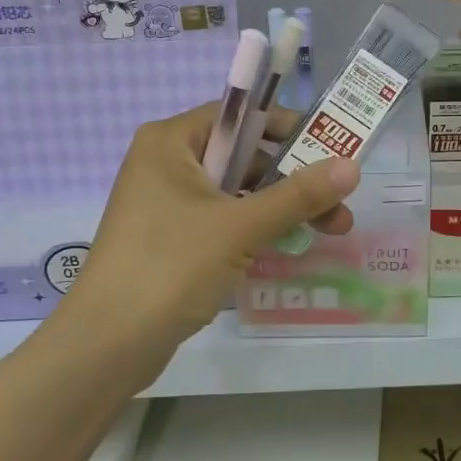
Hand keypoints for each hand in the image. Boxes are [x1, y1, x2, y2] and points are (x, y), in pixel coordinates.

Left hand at [53, 103, 358, 361]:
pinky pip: (223, 222)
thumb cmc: (170, 267)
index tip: (332, 149)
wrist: (107, 345)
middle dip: (294, 179)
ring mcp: (166, 205)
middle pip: (243, 157)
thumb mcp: (240, 227)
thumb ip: (298, 195)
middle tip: (340, 204)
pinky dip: (256, 230)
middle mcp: (166, 164)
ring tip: (332, 230)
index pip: (239, 115)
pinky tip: (292, 246)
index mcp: (171, 142)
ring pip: (237, 193)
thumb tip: (353, 165)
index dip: (288, 128)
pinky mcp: (171, 241)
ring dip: (282, 208)